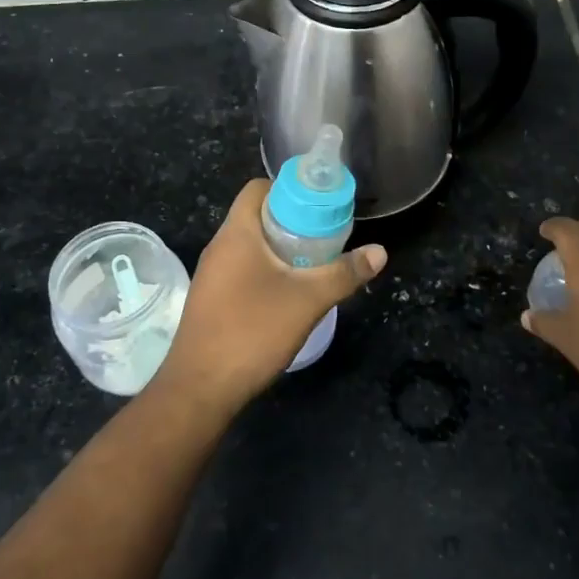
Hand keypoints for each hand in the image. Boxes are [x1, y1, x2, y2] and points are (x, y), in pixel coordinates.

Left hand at [155, 179, 387, 412]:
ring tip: (313, 265)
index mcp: (236, 233)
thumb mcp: (307, 300)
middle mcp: (219, 247)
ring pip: (250, 246)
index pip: (258, 188)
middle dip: (292, 221)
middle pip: (257, 216)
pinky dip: (266, 272)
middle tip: (325, 237)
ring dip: (280, 250)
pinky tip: (288, 295)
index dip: (289, 189)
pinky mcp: (211, 300)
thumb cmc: (252, 331)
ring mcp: (212, 275)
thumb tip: (379, 252)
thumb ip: (344, 274)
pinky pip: (242, 270)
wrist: (199, 389)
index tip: (320, 205)